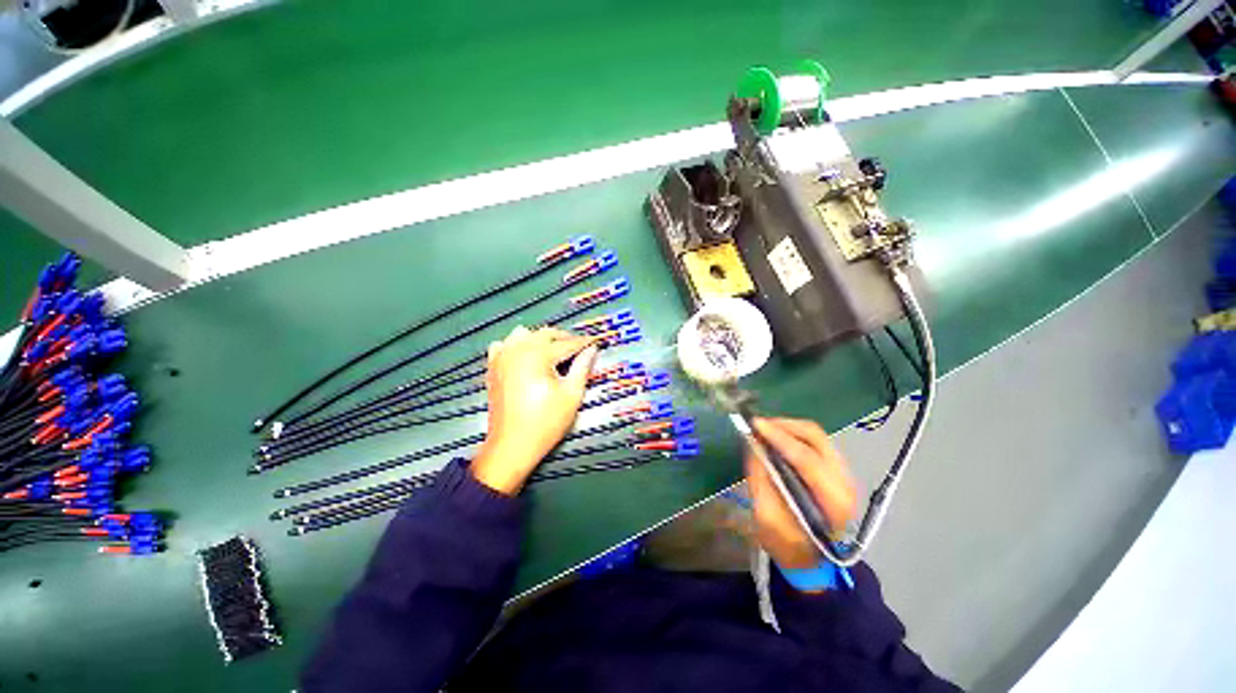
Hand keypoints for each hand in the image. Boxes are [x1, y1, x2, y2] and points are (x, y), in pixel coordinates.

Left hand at [471, 326, 599, 493]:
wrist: (512, 445)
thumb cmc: (545, 422)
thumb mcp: (572, 394)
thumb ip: (582, 367)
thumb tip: (591, 350)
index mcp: (538, 355)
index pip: (567, 343)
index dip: (584, 342)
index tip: (595, 342)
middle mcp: (518, 350)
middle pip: (546, 334)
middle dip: (564, 338)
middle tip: (579, 348)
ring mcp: (502, 357)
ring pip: (524, 334)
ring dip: (540, 339)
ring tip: (553, 352)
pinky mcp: (493, 368)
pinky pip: (504, 345)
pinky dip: (517, 346)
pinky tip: (526, 358)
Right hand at [745, 418, 857, 568]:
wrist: (811, 561)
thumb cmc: (788, 546)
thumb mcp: (767, 519)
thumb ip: (760, 481)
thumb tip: (754, 446)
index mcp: (832, 501)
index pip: (807, 458)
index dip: (779, 437)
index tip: (755, 424)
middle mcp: (844, 482)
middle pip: (816, 437)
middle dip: (783, 425)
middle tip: (757, 425)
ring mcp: (843, 474)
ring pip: (816, 435)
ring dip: (787, 427)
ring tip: (764, 429)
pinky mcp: (836, 470)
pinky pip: (815, 441)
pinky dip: (793, 433)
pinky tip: (776, 438)